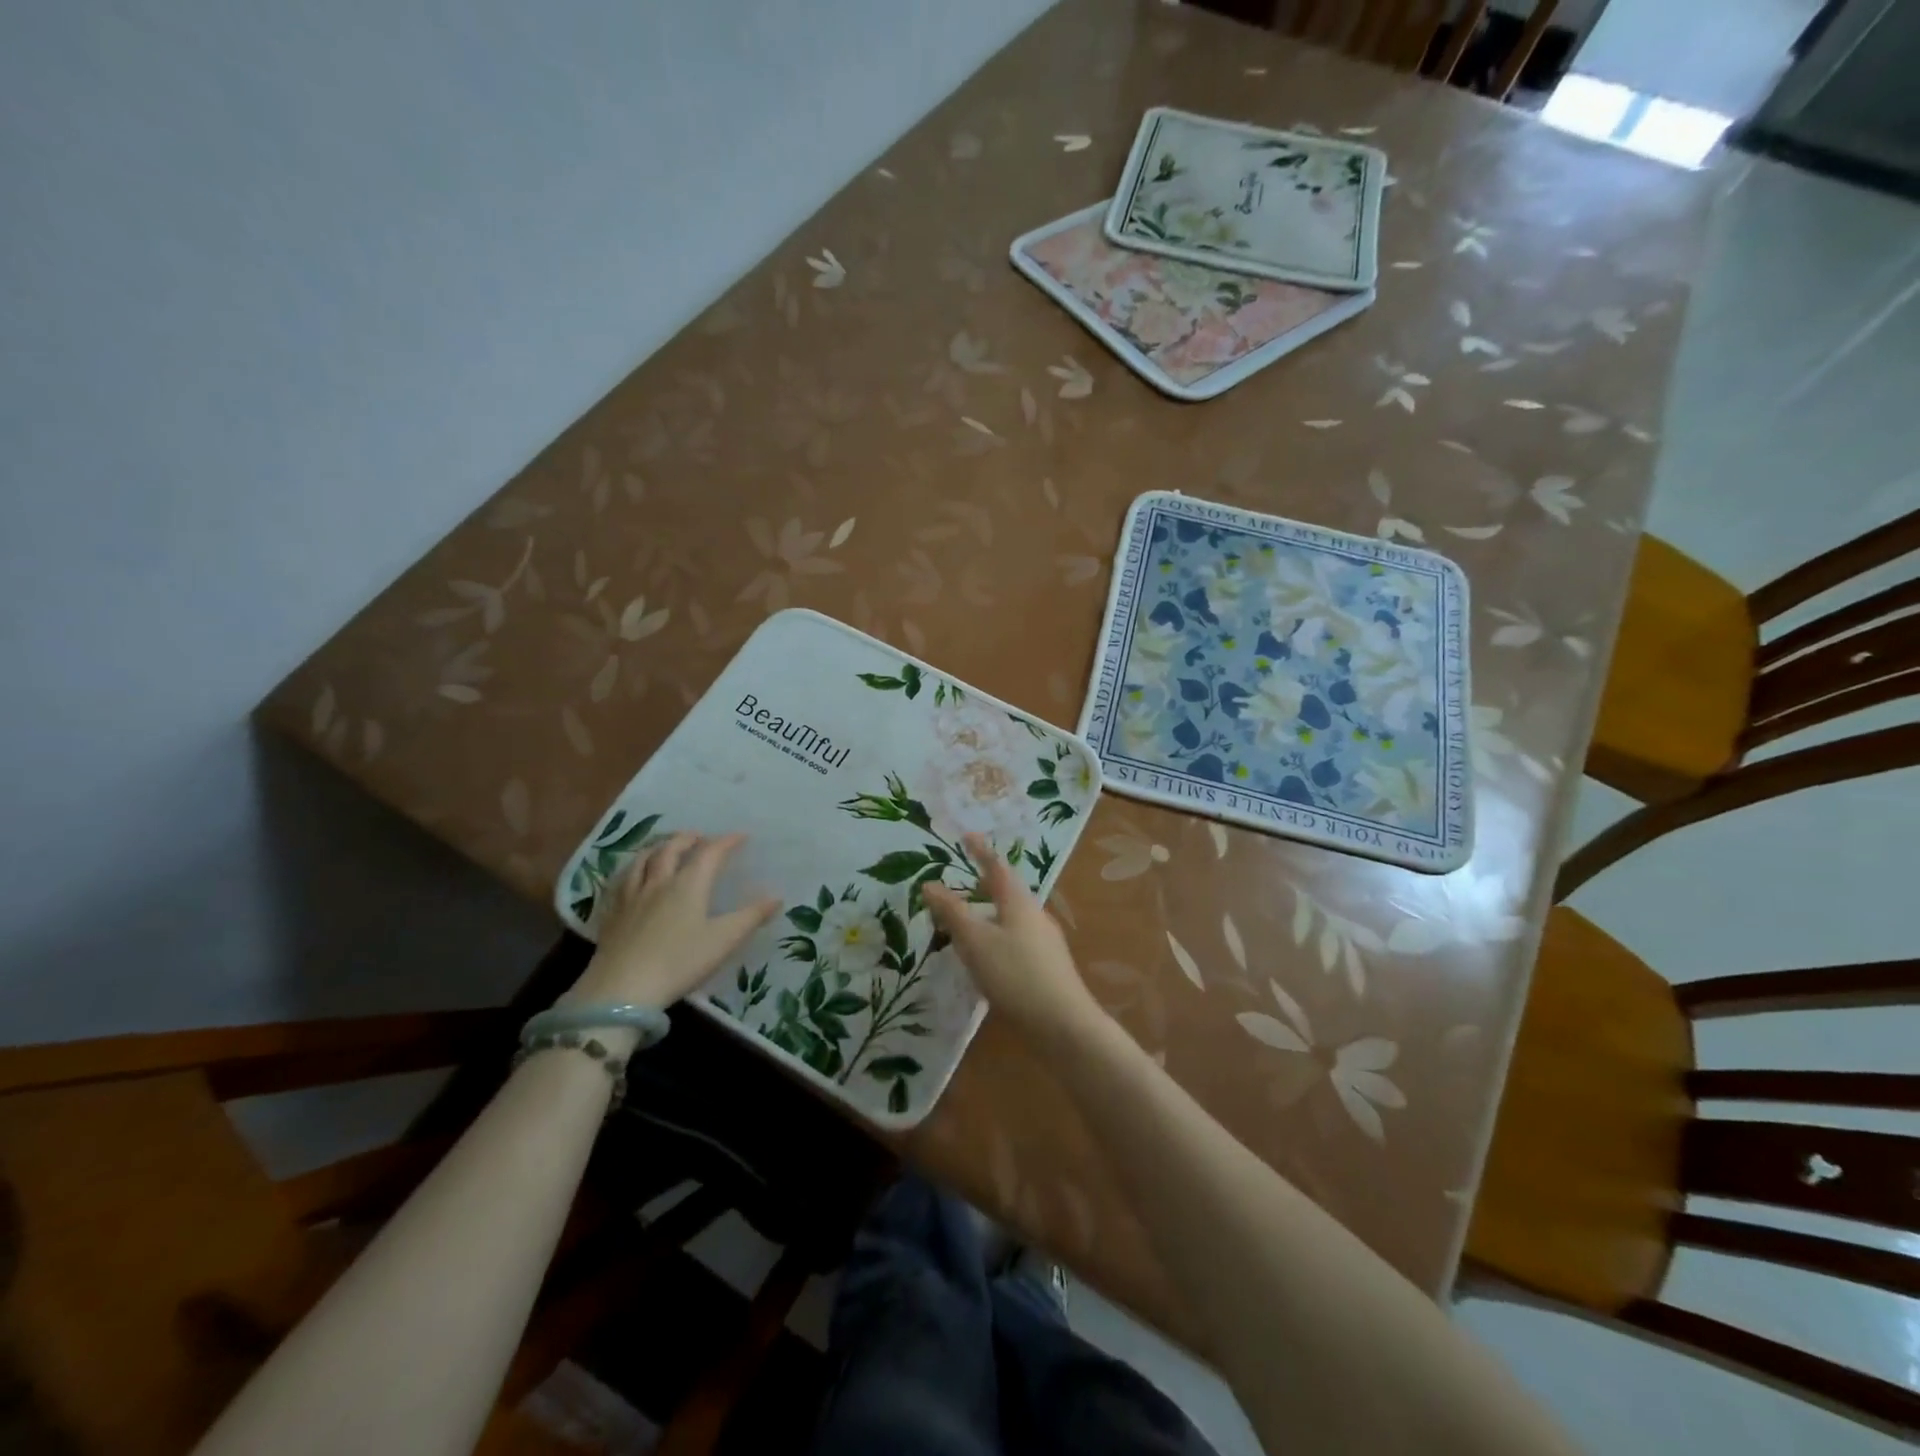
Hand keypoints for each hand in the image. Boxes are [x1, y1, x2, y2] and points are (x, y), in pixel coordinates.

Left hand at [565, 833, 780, 1010]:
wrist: (621, 990)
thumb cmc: (679, 962)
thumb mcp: (723, 941)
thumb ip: (750, 917)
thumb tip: (776, 898)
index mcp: (688, 884)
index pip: (709, 853)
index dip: (726, 841)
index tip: (740, 836)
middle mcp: (659, 882)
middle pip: (671, 849)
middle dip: (687, 839)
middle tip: (699, 837)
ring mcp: (631, 897)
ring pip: (642, 860)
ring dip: (657, 848)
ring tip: (665, 848)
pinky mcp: (611, 915)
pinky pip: (621, 881)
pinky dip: (632, 870)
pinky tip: (632, 877)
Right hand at [924, 833, 1103, 1048]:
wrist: (1063, 1025)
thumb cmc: (1015, 975)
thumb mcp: (975, 942)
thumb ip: (952, 912)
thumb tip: (929, 883)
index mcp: (1018, 902)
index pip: (996, 866)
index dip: (980, 850)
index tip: (966, 835)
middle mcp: (1035, 915)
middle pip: (1006, 892)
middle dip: (981, 887)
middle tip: (957, 888)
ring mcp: (1044, 942)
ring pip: (1010, 918)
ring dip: (987, 915)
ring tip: (964, 927)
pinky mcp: (1046, 967)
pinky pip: (1016, 940)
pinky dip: (995, 938)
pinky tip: (986, 961)